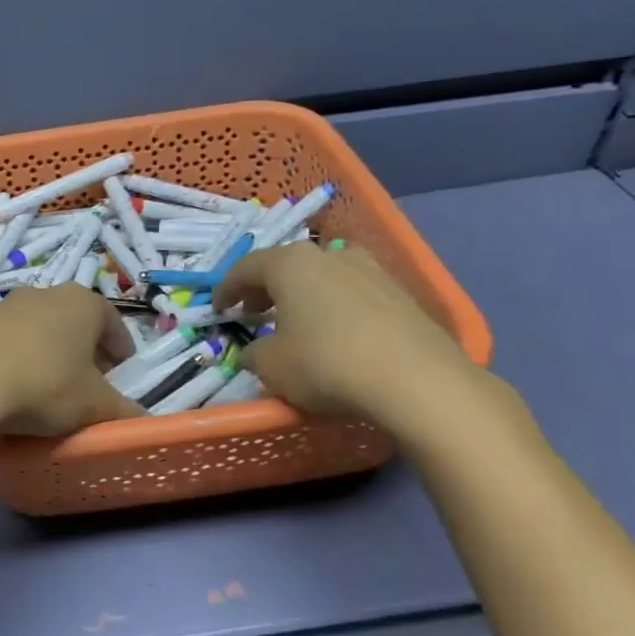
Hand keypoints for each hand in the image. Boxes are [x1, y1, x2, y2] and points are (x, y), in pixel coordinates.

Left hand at [0, 285, 144, 435]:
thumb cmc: (46, 386)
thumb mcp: (94, 405)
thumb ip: (125, 411)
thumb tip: (145, 422)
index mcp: (84, 302)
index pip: (114, 324)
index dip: (122, 350)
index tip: (123, 373)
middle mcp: (48, 292)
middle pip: (77, 322)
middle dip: (88, 349)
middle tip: (92, 381)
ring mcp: (9, 304)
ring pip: (43, 327)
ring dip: (53, 351)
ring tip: (53, 385)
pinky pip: (12, 338)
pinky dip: (22, 356)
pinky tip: (17, 383)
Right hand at [215, 243, 493, 442]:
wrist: (416, 380)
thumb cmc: (326, 364)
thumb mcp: (271, 367)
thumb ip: (254, 354)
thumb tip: (255, 352)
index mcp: (290, 264)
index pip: (246, 268)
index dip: (226, 289)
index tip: (218, 309)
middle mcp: (330, 255)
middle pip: (286, 266)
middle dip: (265, 289)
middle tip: (253, 313)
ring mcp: (371, 270)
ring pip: (323, 277)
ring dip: (303, 296)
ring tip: (297, 323)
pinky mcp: (401, 293)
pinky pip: (354, 295)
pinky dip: (335, 308)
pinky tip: (336, 335)